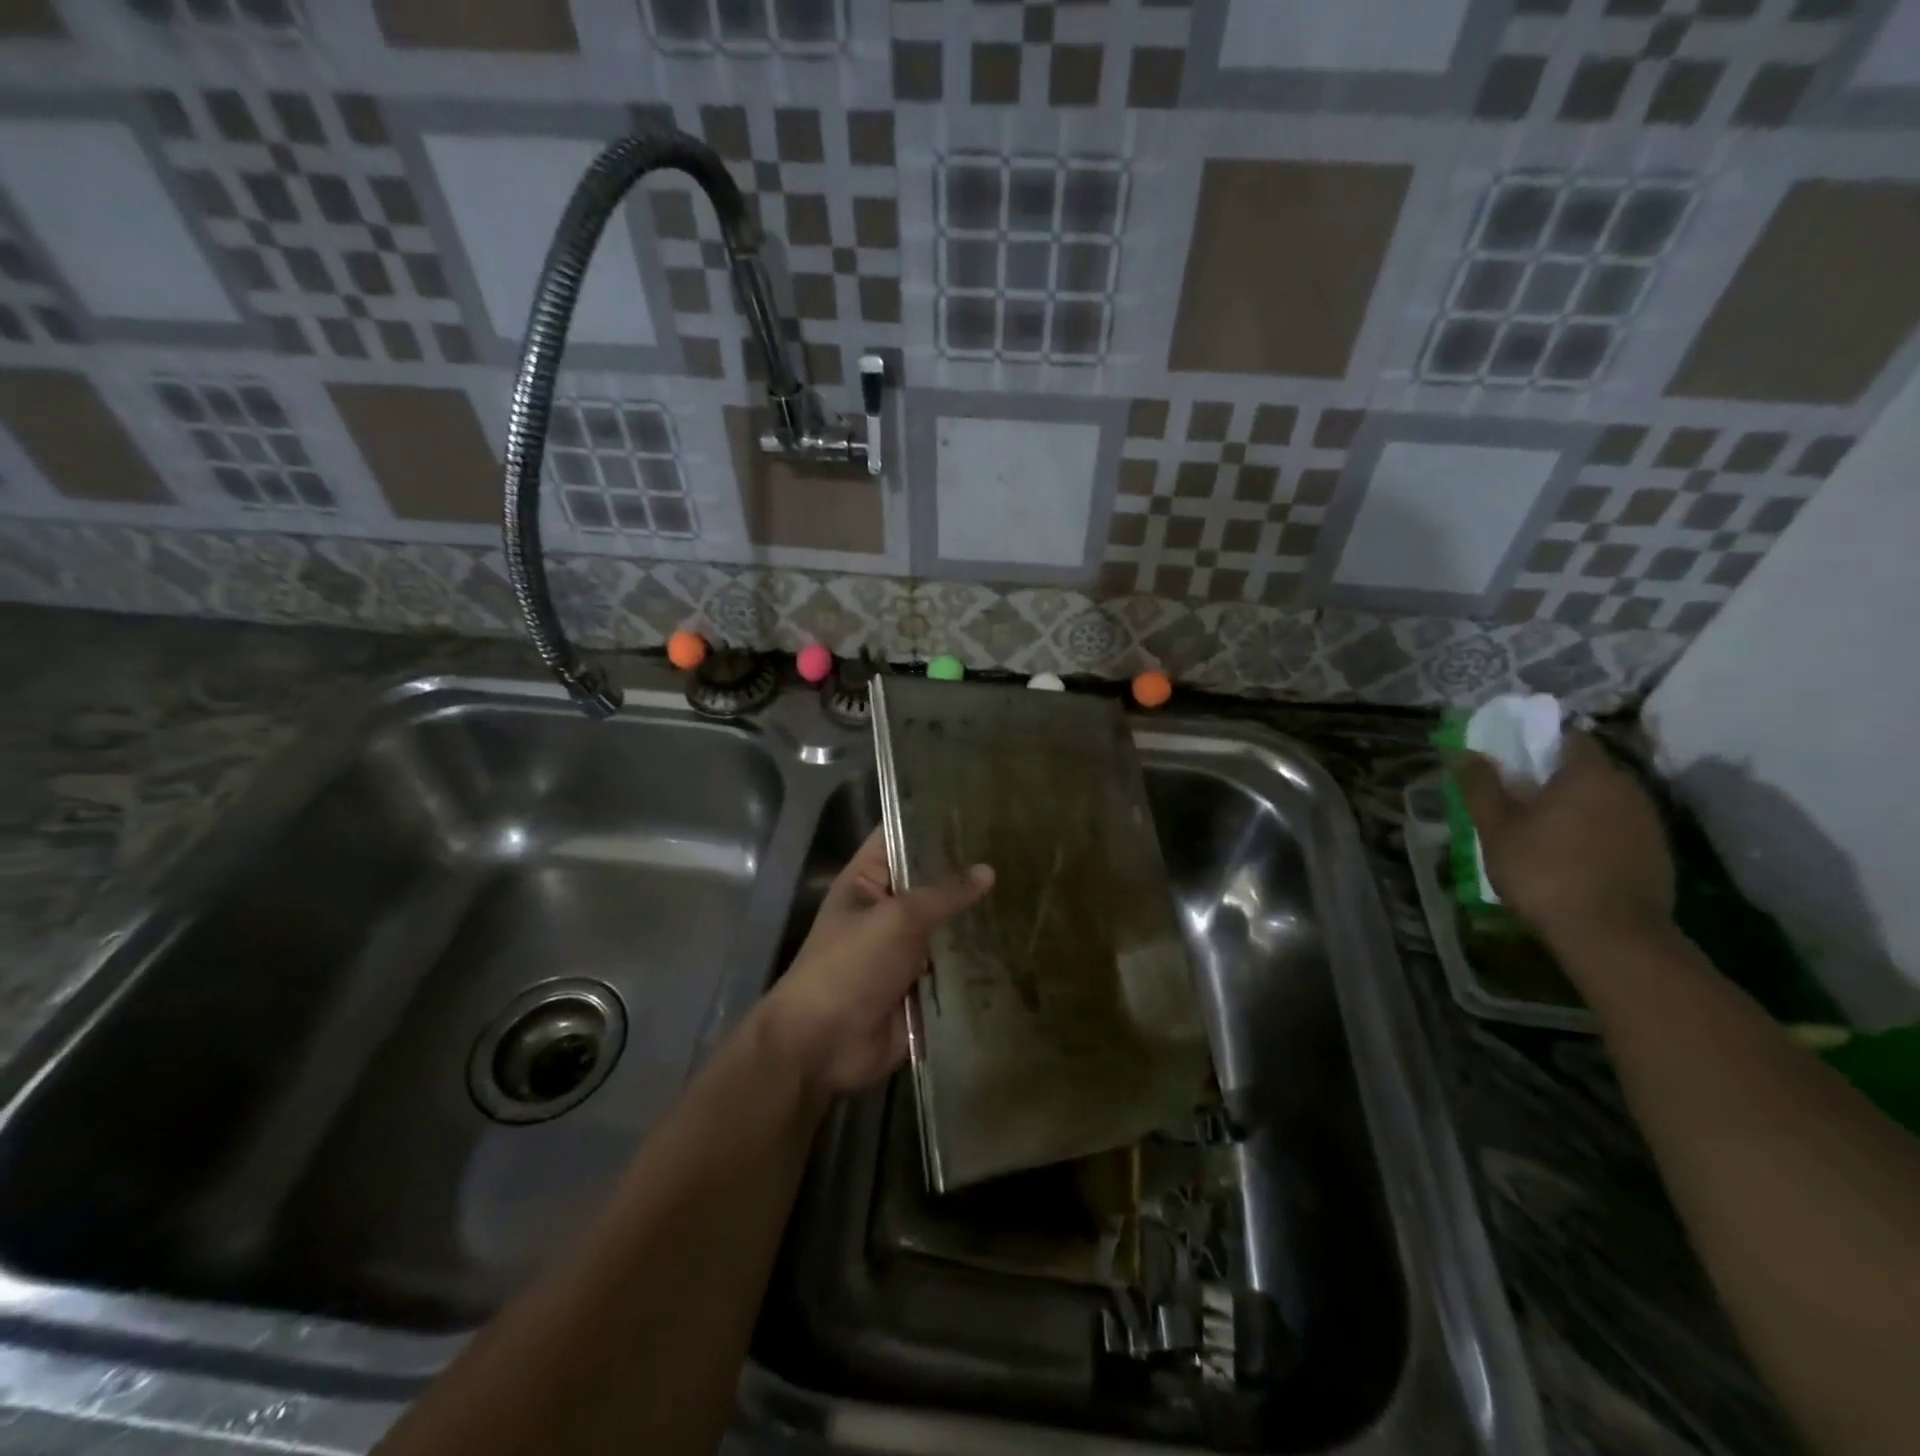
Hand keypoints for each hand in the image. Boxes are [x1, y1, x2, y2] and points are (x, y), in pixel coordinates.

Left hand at [756, 826, 992, 1098]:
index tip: (978, 805)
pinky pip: (953, 965)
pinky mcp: (920, 984)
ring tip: (1028, 890)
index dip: (931, 820)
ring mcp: (904, 948)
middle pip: (930, 883)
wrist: (823, 1045)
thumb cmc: (849, 966)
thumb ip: (944, 893)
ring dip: (976, 917)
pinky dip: (977, 959)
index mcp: (867, 881)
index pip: (899, 836)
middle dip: (966, 871)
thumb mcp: (897, 919)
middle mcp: (886, 909)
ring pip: (946, 925)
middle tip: (1019, 849)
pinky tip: (1019, 941)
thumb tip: (988, 870)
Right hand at [1454, 730, 1673, 951]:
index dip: (1539, 742)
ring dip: (1577, 806)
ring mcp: (1648, 822)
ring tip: (1543, 831)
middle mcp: (1627, 788)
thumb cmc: (1543, 871)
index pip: (1568, 737)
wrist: (1611, 934)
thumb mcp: (1496, 828)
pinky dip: (1596, 832)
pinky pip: (1619, 827)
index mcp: (1588, 774)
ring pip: (1605, 799)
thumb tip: (1465, 753)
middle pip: (1587, 769)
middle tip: (1519, 798)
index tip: (1512, 760)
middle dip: (1555, 777)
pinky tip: (1572, 857)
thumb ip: (1481, 786)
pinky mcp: (1658, 853)